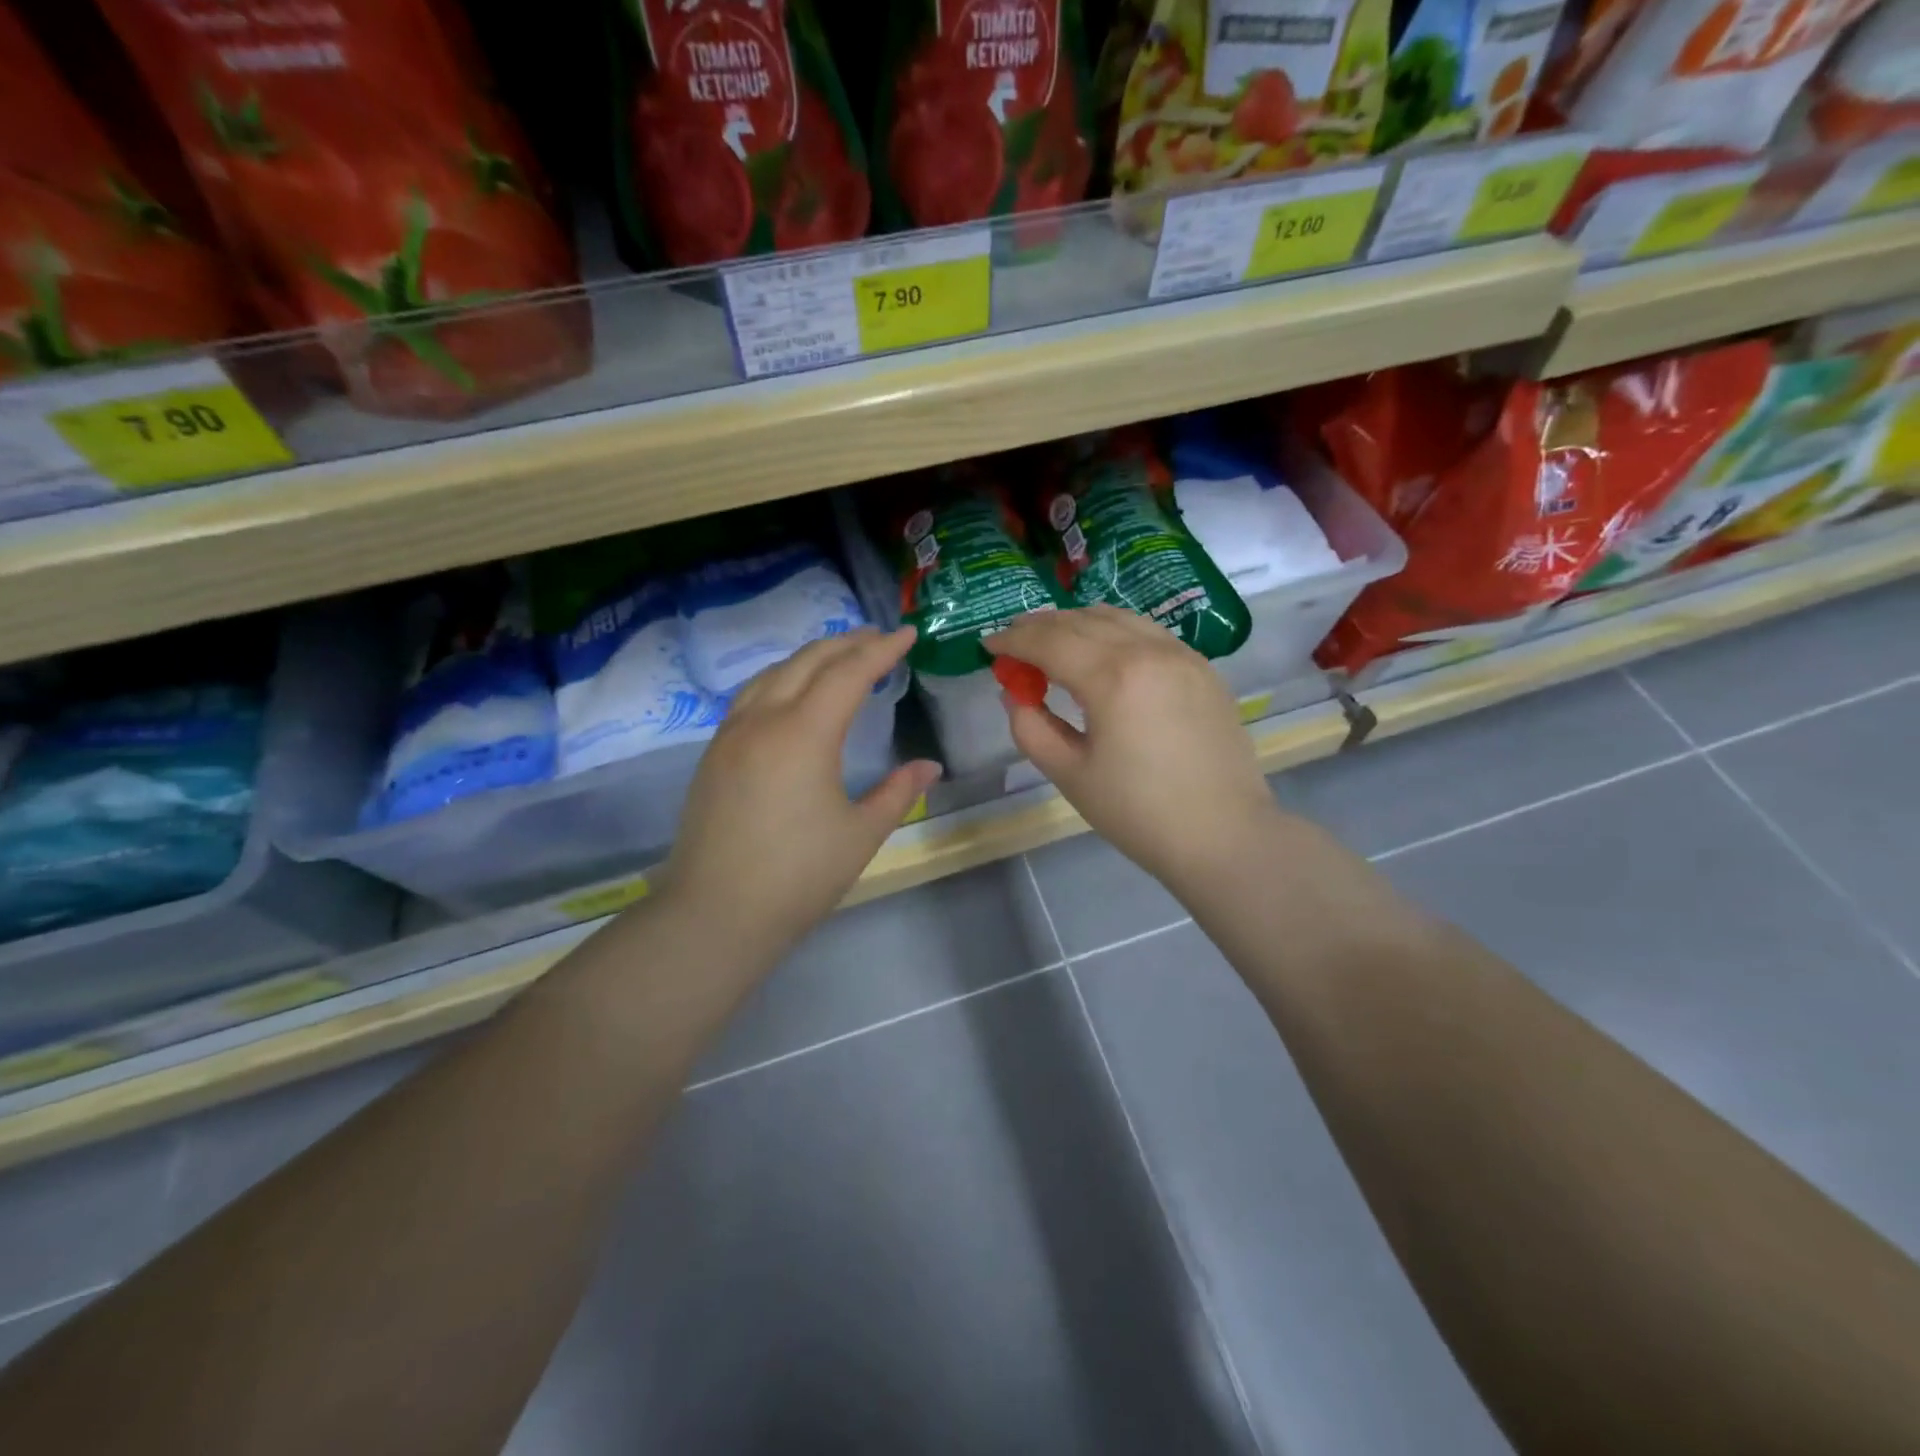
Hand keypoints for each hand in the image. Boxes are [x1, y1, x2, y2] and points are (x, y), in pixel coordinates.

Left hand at [662, 627, 940, 961]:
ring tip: (838, 658)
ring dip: (810, 658)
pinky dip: (780, 678)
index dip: (881, 650)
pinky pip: (751, 696)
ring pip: (773, 673)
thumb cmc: (798, 876)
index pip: (848, 674)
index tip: (907, 633)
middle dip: (846, 644)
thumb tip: (929, 766)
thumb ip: (898, 792)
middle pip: (808, 662)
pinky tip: (791, 694)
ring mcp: (731, 734)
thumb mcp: (861, 834)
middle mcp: (763, 720)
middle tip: (879, 638)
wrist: (715, 913)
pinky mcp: (713, 754)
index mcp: (804, 733)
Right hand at [985, 605, 1279, 890]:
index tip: (988, 646)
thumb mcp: (1070, 775)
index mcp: (1112, 677)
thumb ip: (1031, 728)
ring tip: (1053, 643)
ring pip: (1118, 618)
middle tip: (1014, 643)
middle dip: (1040, 626)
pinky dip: (1114, 631)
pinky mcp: (1202, 667)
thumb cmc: (1139, 813)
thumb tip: (1014, 694)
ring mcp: (1181, 654)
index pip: (1049, 641)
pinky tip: (1102, 653)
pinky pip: (1147, 632)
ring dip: (1077, 623)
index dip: (1012, 640)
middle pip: (1081, 620)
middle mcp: (1148, 650)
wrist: (1223, 835)